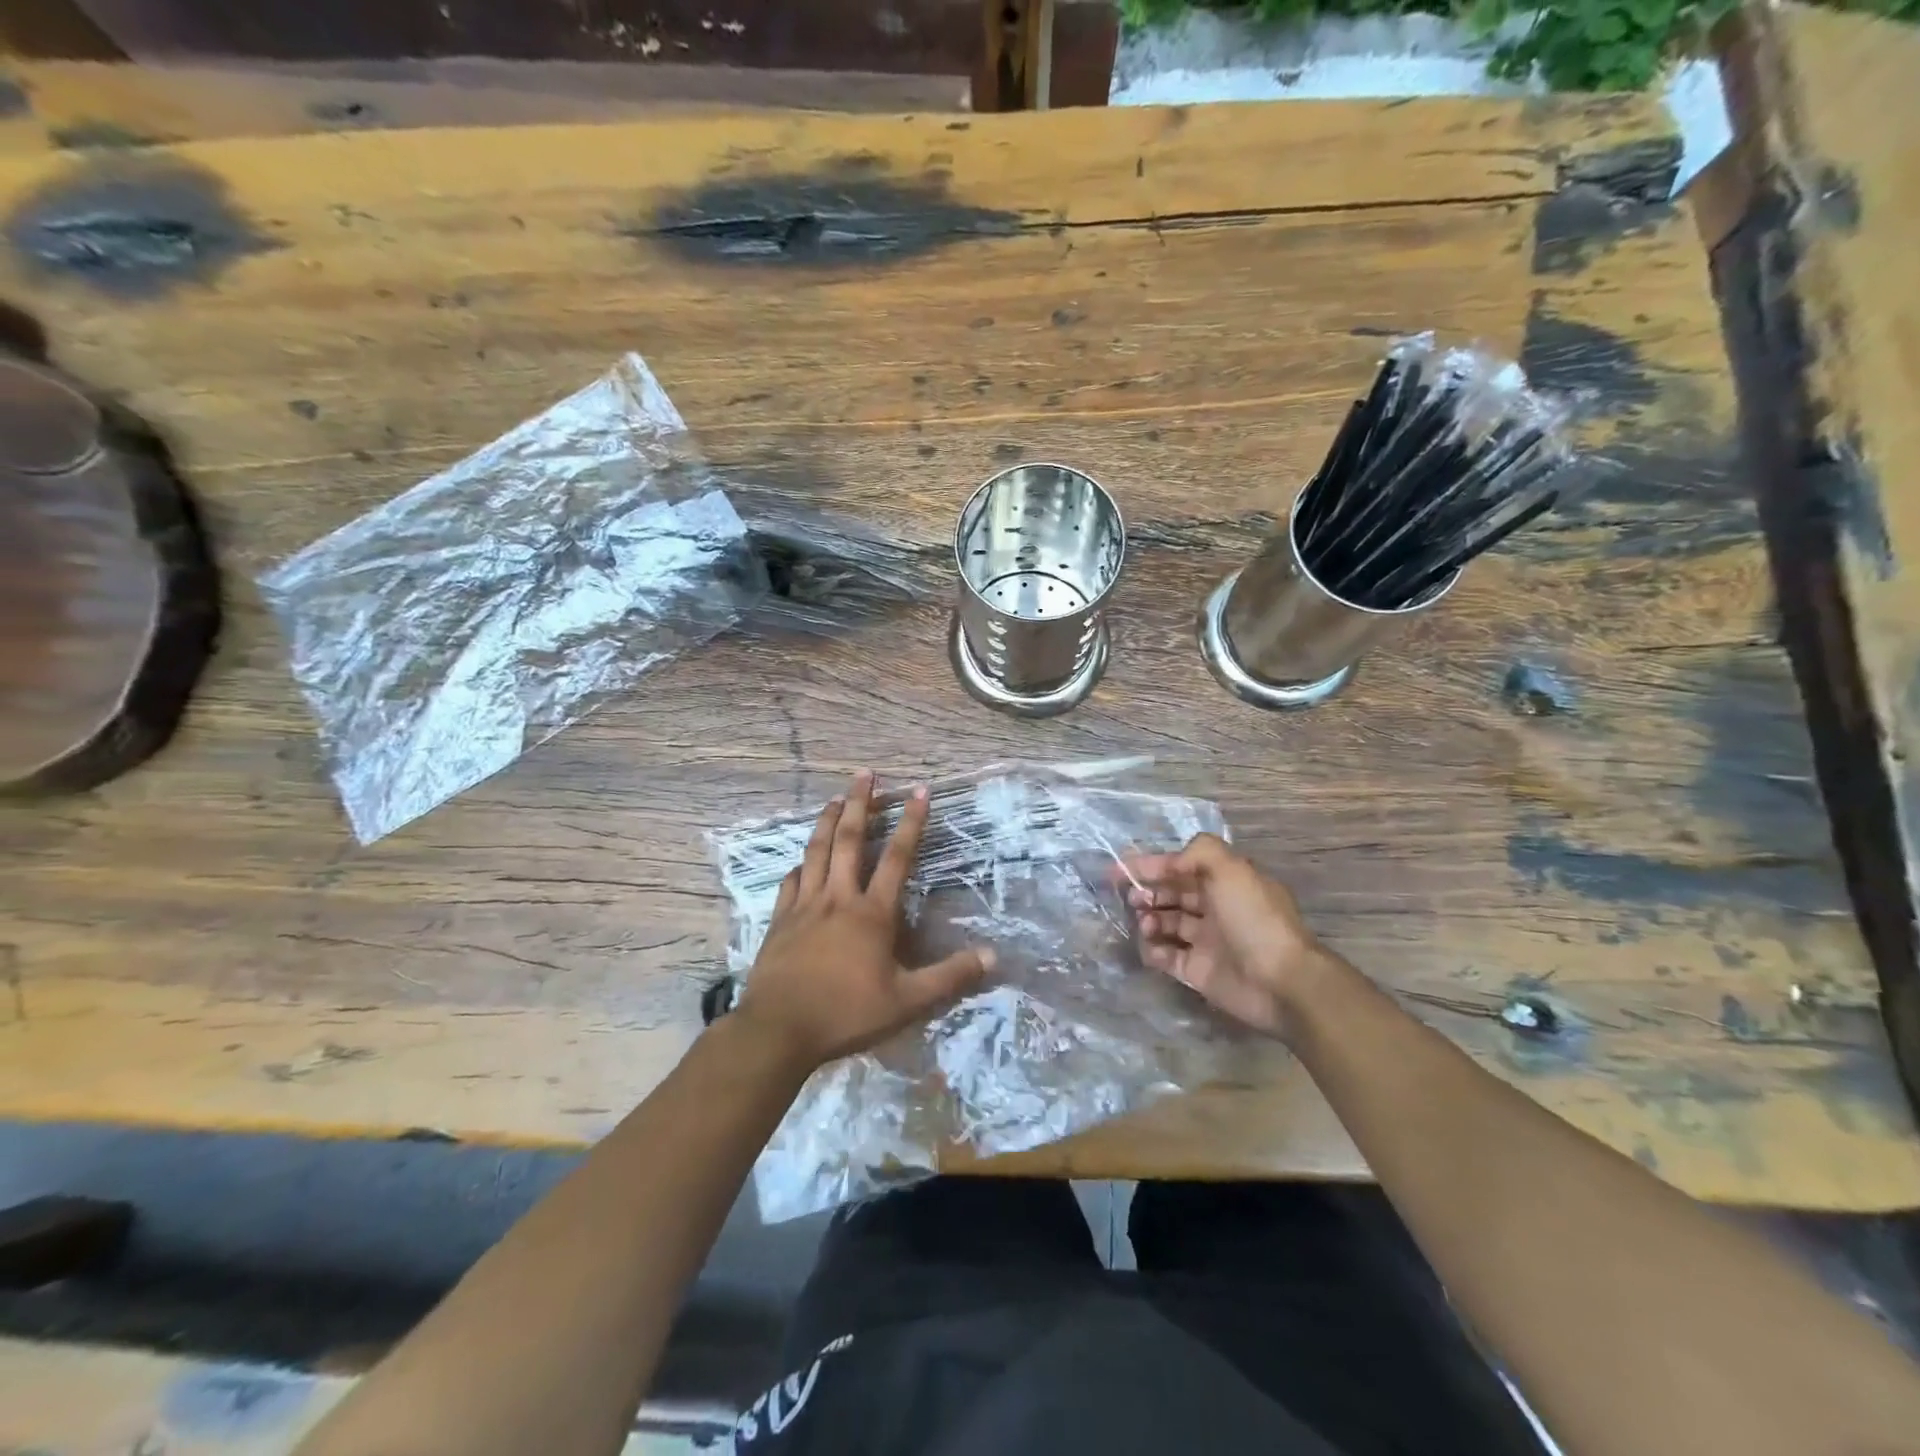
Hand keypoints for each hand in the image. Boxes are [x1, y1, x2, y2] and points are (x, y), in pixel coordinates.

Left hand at [735, 771, 994, 1072]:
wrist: (778, 1030)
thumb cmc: (846, 1013)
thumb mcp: (908, 1002)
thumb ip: (950, 977)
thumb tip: (992, 956)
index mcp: (871, 913)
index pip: (897, 857)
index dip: (911, 822)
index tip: (920, 791)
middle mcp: (838, 898)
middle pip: (848, 840)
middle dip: (859, 803)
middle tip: (864, 773)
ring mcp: (804, 906)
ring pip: (816, 852)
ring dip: (826, 821)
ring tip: (834, 798)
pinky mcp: (780, 920)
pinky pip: (791, 881)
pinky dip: (801, 864)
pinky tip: (802, 859)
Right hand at [1124, 833, 1331, 1038]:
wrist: (1281, 982)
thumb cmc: (1254, 919)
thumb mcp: (1231, 869)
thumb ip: (1198, 852)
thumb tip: (1170, 863)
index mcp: (1225, 881)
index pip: (1181, 866)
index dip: (1151, 865)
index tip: (1120, 869)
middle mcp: (1215, 908)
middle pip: (1172, 893)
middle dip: (1147, 891)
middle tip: (1132, 898)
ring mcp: (1206, 941)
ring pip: (1166, 923)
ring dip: (1149, 919)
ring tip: (1145, 924)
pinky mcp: (1198, 971)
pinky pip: (1166, 956)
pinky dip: (1153, 950)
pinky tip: (1151, 947)